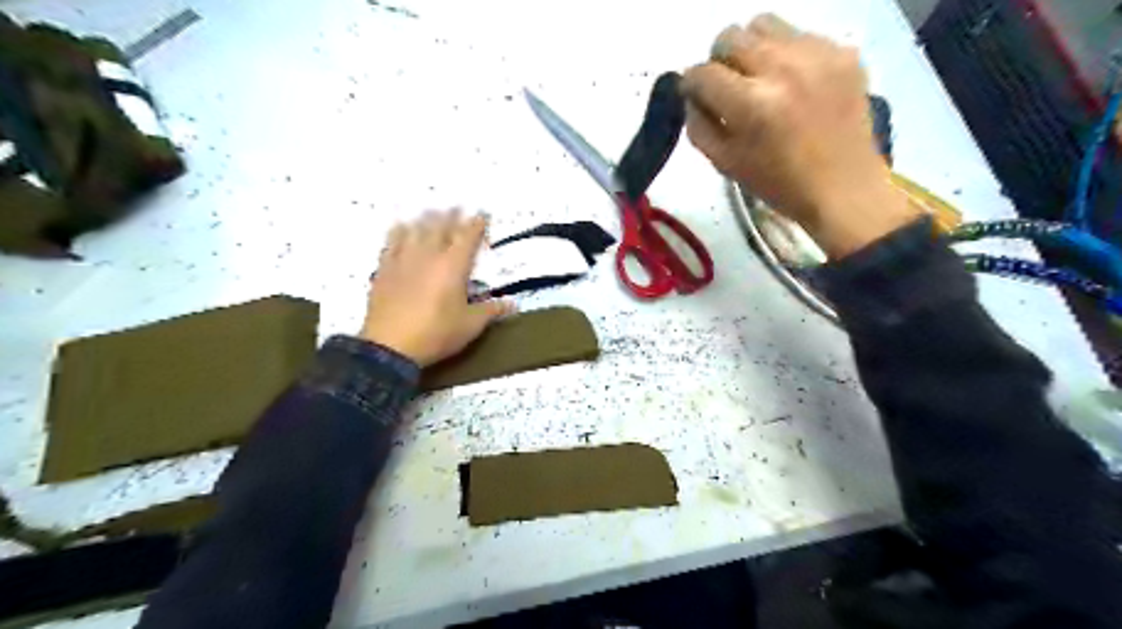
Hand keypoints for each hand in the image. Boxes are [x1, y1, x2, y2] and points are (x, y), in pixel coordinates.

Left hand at [363, 212, 513, 368]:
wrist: (390, 347)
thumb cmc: (437, 334)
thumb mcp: (470, 326)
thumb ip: (491, 310)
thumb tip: (513, 304)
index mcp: (453, 266)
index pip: (468, 237)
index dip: (476, 224)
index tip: (482, 214)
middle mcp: (429, 255)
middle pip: (441, 226)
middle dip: (451, 215)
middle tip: (457, 207)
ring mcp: (404, 260)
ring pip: (416, 229)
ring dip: (426, 219)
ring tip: (431, 212)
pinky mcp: (385, 269)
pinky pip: (391, 242)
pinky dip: (399, 231)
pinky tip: (401, 228)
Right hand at [680, 14, 915, 256]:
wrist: (844, 188)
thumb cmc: (778, 184)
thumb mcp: (725, 164)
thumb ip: (699, 125)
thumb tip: (691, 96)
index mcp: (751, 103)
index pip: (702, 72)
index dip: (691, 84)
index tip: (696, 95)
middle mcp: (783, 67)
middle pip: (730, 36)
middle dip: (719, 60)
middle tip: (728, 85)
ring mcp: (817, 54)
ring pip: (764, 24)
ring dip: (751, 49)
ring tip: (760, 78)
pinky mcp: (843, 51)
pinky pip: (799, 36)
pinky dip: (787, 55)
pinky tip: (795, 85)